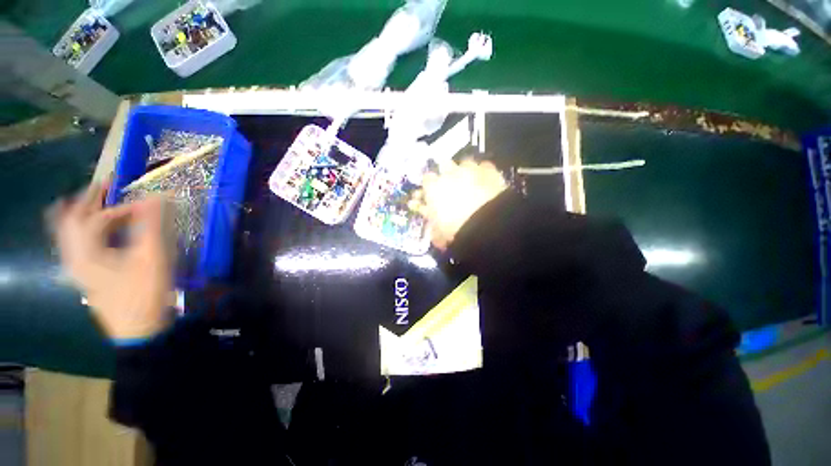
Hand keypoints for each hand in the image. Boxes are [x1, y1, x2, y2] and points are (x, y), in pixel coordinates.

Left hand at [48, 182, 174, 340]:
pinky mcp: (86, 277)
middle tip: (105, 185)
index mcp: (86, 252)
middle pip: (69, 220)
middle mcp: (74, 257)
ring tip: (95, 202)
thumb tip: (158, 197)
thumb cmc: (144, 294)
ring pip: (68, 234)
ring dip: (80, 214)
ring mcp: (77, 269)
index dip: (121, 207)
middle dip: (86, 199)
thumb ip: (153, 226)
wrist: (139, 331)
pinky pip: (75, 246)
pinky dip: (82, 232)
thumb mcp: (152, 259)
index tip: (147, 205)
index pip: (97, 218)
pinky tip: (97, 232)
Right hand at [418, 160, 506, 249]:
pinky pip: (484, 166)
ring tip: (471, 183)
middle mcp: (449, 173)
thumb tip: (433, 229)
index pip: (426, 180)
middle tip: (452, 185)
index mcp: (433, 188)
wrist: (487, 225)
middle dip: (446, 173)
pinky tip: (487, 182)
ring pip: (464, 163)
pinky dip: (484, 173)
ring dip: (465, 171)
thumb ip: (434, 227)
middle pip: (444, 165)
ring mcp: (470, 169)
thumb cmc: (457, 230)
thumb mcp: (439, 234)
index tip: (433, 194)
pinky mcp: (488, 169)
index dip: (430, 186)